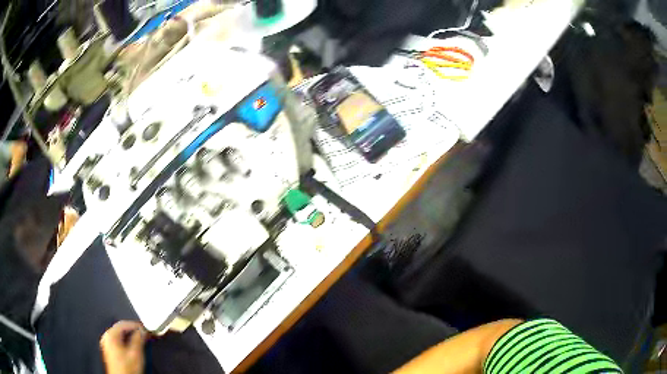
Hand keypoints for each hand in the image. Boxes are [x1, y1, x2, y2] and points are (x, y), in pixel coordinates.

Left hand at [100, 321, 147, 373]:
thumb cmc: (126, 370)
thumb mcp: (136, 354)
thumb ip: (139, 339)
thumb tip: (142, 331)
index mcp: (110, 335)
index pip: (124, 324)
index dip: (136, 326)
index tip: (145, 328)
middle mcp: (107, 338)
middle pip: (122, 330)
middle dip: (134, 332)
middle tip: (144, 335)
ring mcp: (107, 345)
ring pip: (121, 336)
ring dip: (131, 338)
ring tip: (141, 341)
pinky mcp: (110, 351)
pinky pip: (119, 342)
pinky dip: (127, 342)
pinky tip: (134, 347)